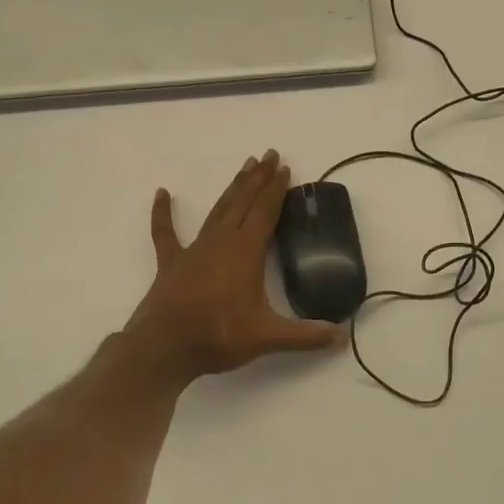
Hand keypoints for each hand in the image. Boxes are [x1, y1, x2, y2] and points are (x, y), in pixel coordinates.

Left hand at [113, 151, 339, 386]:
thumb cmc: (218, 336)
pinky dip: (163, 213)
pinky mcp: (171, 263)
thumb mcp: (268, 338)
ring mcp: (194, 250)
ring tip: (245, 166)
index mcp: (246, 252)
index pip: (265, 212)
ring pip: (217, 210)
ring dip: (232, 188)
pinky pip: (166, 233)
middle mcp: (221, 242)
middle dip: (258, 178)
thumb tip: (342, 337)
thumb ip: (306, 336)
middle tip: (270, 154)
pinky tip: (162, 193)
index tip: (286, 168)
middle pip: (243, 202)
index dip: (276, 190)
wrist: (164, 349)